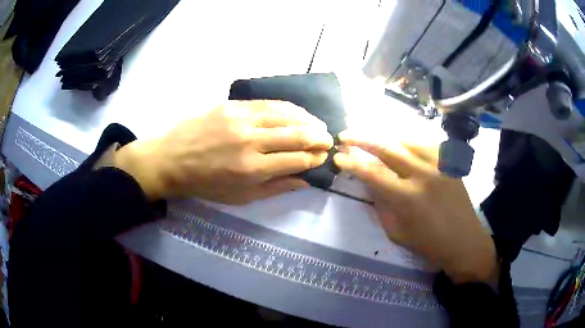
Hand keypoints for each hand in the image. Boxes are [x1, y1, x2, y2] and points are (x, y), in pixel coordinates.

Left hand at [113, 100, 332, 203]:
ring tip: (318, 125)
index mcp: (253, 170)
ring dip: (308, 120)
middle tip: (328, 140)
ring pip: (286, 114)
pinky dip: (288, 108)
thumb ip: (276, 187)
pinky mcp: (233, 105)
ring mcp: (241, 119)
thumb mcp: (240, 196)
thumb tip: (306, 179)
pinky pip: (269, 103)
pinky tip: (297, 112)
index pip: (298, 159)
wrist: (171, 159)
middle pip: (298, 134)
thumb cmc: (205, 183)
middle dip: (320, 138)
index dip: (316, 158)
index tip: (325, 157)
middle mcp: (251, 142)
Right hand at [334, 131, 497, 283]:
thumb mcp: (396, 231)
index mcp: (407, 197)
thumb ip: (381, 204)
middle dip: (362, 139)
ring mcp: (439, 164)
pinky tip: (403, 146)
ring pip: (406, 140)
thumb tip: (369, 183)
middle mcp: (422, 174)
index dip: (352, 162)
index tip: (338, 157)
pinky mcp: (449, 162)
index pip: (372, 172)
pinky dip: (410, 143)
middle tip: (345, 135)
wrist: (463, 241)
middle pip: (387, 148)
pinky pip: (426, 144)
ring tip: (373, 140)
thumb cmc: (428, 243)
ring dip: (385, 138)